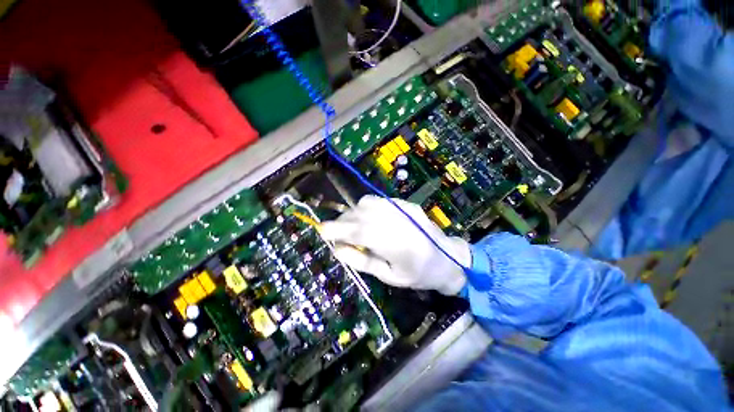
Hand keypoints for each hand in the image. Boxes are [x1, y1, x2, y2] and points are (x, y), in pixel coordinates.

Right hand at [320, 195, 470, 294]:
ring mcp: (405, 208)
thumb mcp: (389, 277)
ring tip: (352, 226)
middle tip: (336, 231)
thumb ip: (362, 262)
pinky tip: (368, 218)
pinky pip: (379, 200)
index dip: (338, 229)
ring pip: (368, 202)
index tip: (322, 230)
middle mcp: (400, 221)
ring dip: (354, 212)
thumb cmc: (419, 275)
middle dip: (343, 220)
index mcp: (397, 245)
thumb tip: (338, 249)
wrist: (449, 259)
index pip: (360, 231)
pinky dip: (366, 208)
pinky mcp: (407, 203)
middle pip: (362, 213)